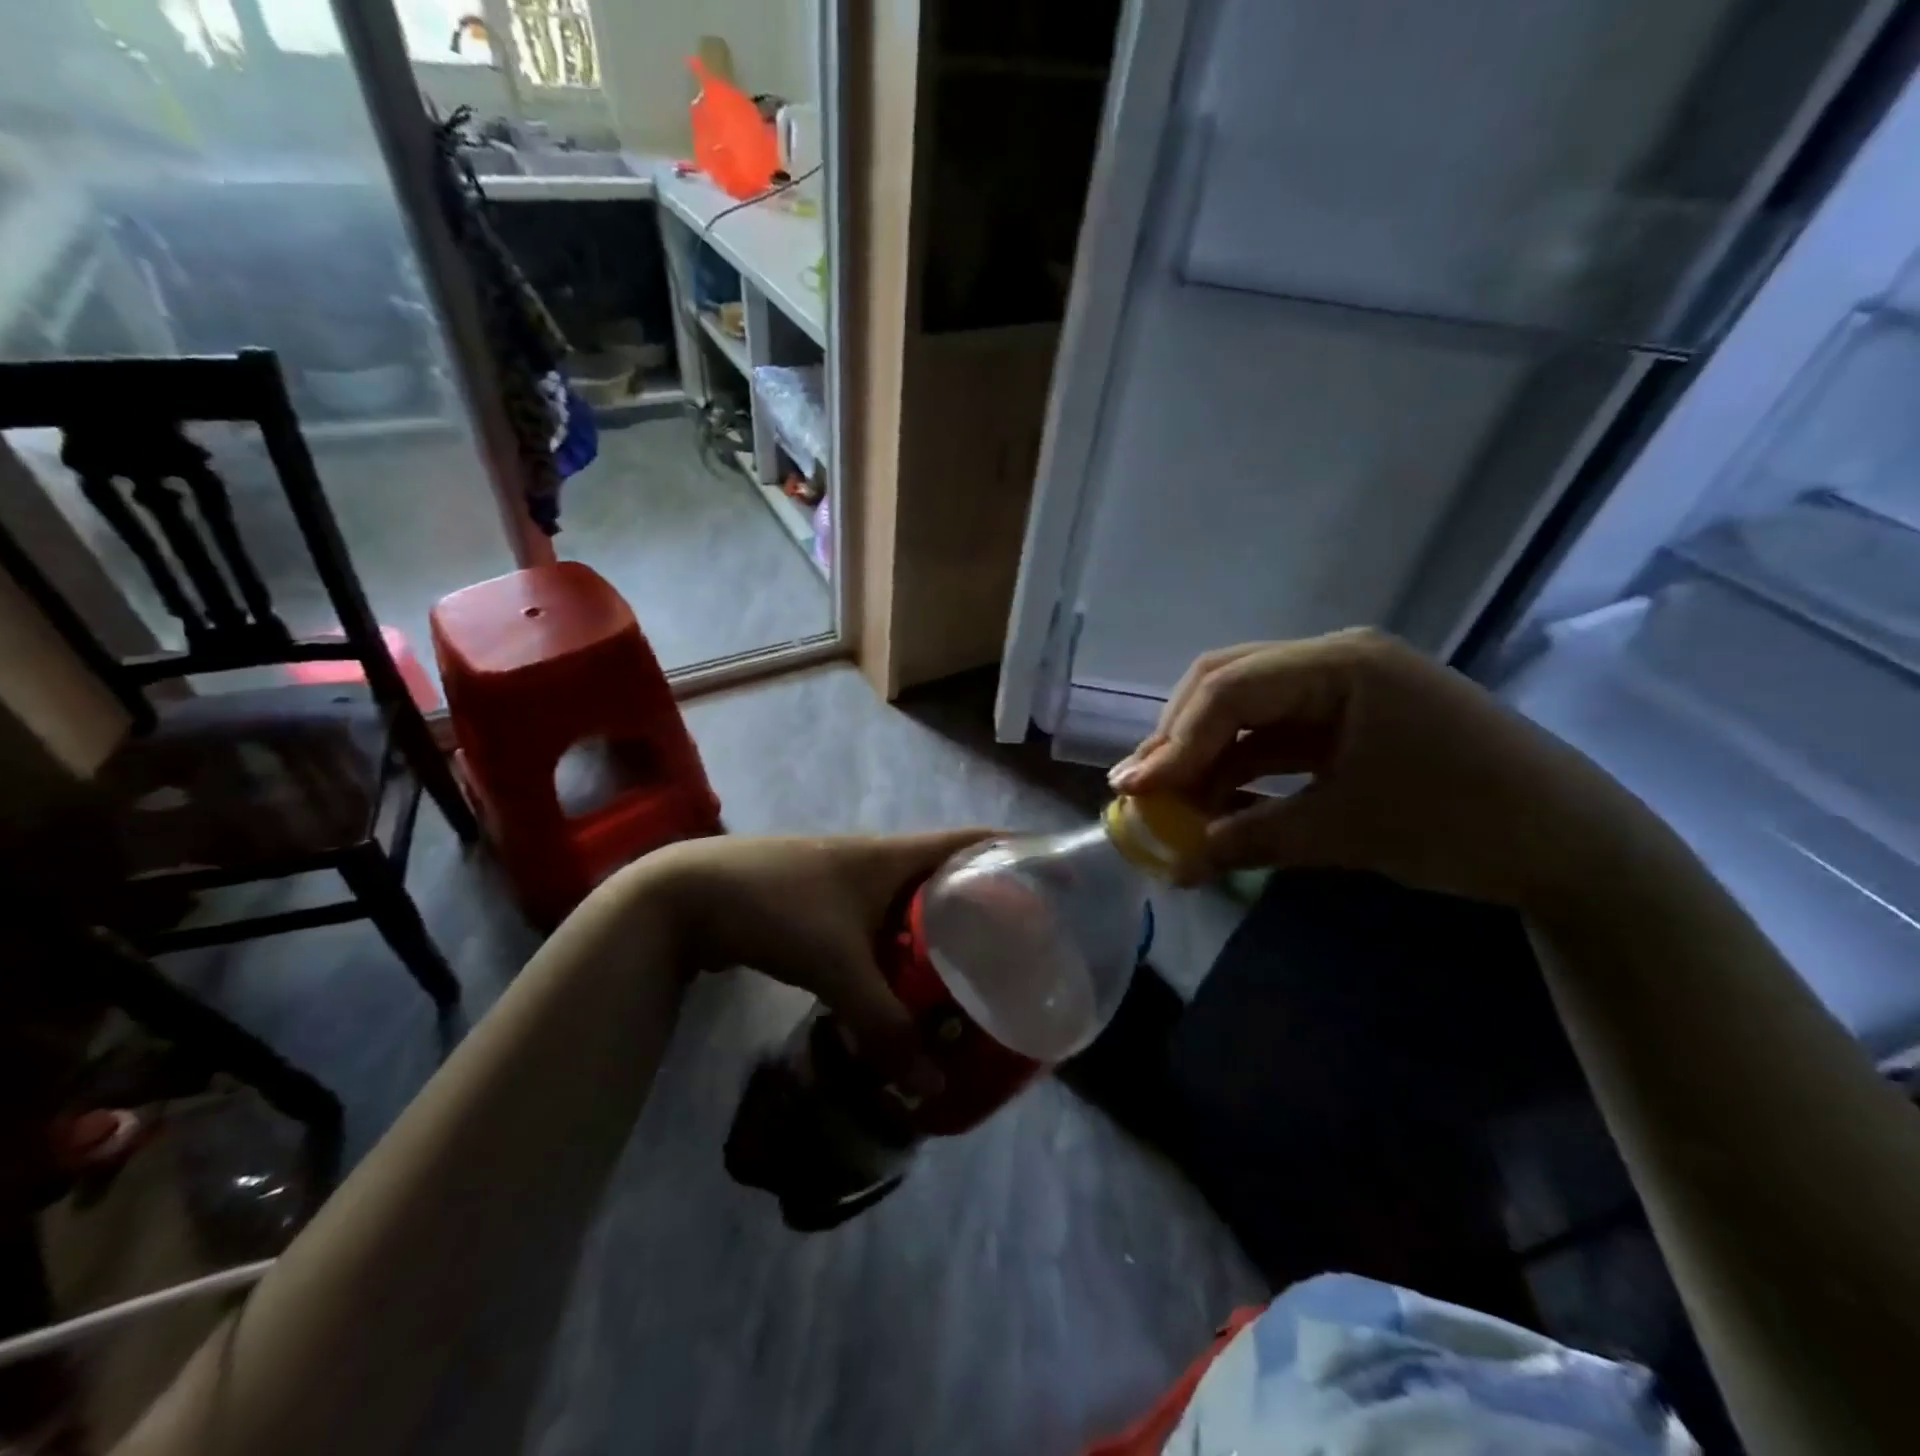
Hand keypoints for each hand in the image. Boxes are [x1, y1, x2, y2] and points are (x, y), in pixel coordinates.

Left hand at [636, 830, 991, 1090]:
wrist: (687, 895)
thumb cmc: (774, 908)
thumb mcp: (835, 966)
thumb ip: (882, 1025)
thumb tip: (930, 1086)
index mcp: (894, 854)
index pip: (973, 840)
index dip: (1015, 851)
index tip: (1052, 880)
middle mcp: (879, 858)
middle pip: (948, 872)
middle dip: (986, 902)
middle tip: (1021, 945)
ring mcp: (848, 878)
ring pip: (912, 899)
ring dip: (941, 926)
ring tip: (977, 966)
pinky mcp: (823, 902)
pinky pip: (881, 918)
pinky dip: (903, 942)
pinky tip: (909, 977)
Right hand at [1109, 630, 1652, 907]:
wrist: (1573, 844)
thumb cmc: (1462, 824)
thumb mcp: (1345, 832)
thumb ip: (1250, 839)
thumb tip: (1175, 863)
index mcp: (1341, 665)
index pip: (1229, 691)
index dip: (1174, 742)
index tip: (1135, 791)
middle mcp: (1334, 659)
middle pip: (1226, 683)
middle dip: (1178, 737)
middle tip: (1143, 787)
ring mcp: (1342, 685)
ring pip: (1245, 706)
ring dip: (1205, 751)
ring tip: (1170, 799)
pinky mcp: (1348, 717)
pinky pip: (1275, 732)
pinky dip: (1240, 764)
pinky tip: (1216, 798)